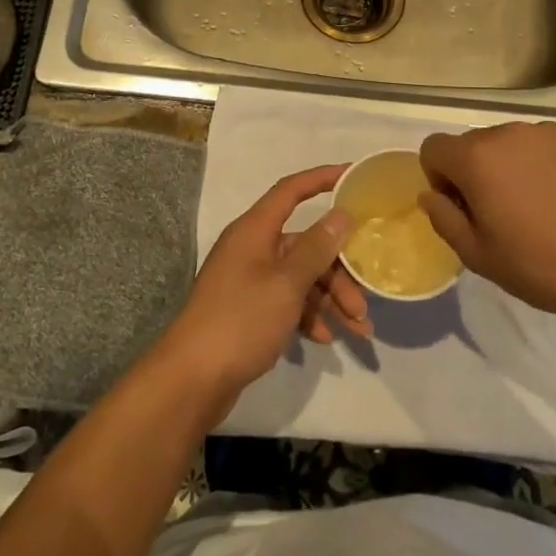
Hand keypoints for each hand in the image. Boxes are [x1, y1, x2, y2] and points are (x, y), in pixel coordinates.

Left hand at [161, 165, 372, 399]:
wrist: (192, 379)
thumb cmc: (240, 321)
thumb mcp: (286, 284)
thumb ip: (316, 248)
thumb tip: (341, 213)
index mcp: (255, 230)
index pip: (291, 191)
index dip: (321, 178)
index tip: (353, 175)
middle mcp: (252, 249)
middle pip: (304, 245)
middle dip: (338, 271)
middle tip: (363, 302)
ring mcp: (249, 280)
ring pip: (300, 277)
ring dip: (329, 299)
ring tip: (358, 330)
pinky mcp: (249, 310)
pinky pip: (287, 302)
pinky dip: (308, 316)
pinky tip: (326, 339)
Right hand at [418, 122, 555, 324]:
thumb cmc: (537, 265)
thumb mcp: (475, 254)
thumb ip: (442, 217)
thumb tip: (431, 194)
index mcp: (476, 157)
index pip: (433, 148)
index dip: (439, 178)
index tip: (463, 208)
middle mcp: (506, 132)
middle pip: (472, 144)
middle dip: (474, 171)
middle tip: (499, 212)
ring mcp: (545, 132)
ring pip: (508, 142)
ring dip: (508, 165)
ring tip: (534, 204)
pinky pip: (541, 144)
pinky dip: (541, 162)